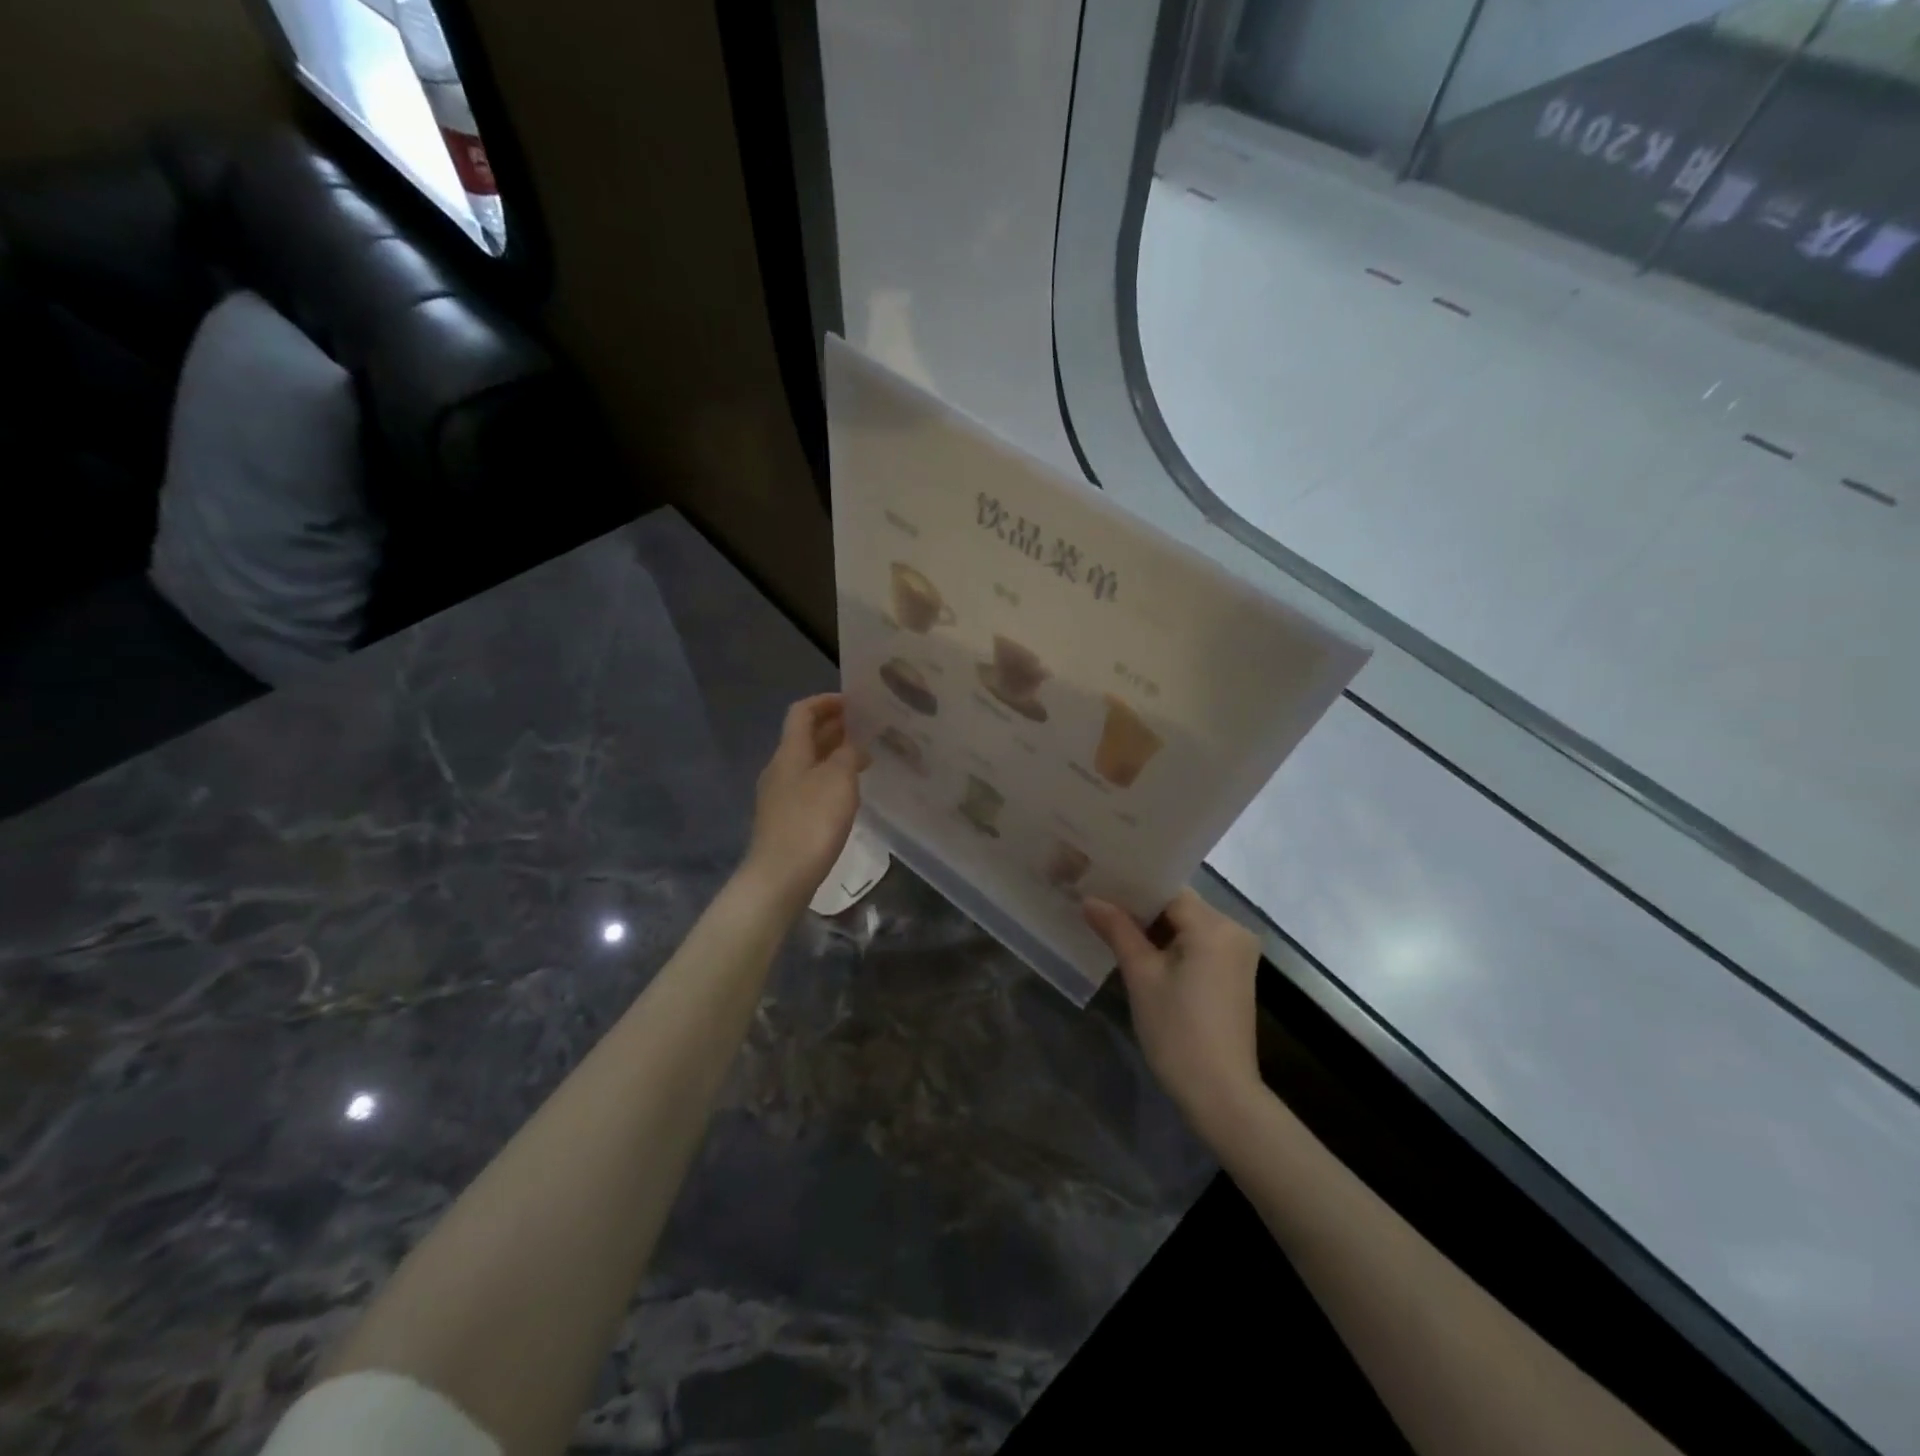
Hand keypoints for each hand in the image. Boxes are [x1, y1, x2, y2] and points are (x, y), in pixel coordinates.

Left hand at [741, 695, 868, 908]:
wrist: (780, 876)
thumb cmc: (811, 822)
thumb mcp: (839, 780)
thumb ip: (849, 754)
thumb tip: (854, 744)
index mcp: (790, 752)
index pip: (802, 712)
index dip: (826, 701)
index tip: (854, 702)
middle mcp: (781, 768)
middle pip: (805, 737)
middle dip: (834, 727)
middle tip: (868, 728)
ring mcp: (780, 795)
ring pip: (809, 762)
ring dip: (834, 754)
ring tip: (865, 757)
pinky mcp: (786, 819)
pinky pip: (809, 786)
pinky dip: (830, 779)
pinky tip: (849, 793)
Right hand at [1083, 889, 1263, 1138]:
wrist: (1220, 1094)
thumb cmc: (1177, 1031)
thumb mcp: (1141, 976)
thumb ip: (1117, 930)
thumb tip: (1090, 900)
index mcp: (1214, 925)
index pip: (1166, 890)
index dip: (1130, 888)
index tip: (1097, 885)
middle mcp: (1233, 930)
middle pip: (1177, 905)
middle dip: (1138, 907)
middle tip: (1096, 904)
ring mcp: (1236, 953)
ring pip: (1185, 925)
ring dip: (1152, 927)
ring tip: (1109, 923)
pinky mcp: (1233, 973)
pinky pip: (1196, 944)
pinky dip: (1169, 945)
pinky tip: (1138, 950)